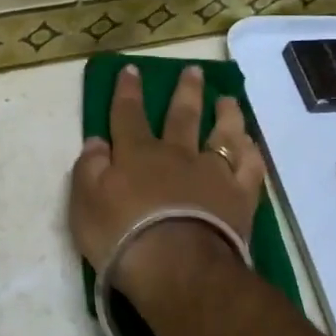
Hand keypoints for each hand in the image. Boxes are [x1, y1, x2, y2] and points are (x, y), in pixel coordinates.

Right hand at [69, 64, 266, 302]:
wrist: (177, 266)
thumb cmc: (122, 235)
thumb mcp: (85, 203)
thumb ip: (89, 168)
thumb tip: (96, 141)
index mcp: (137, 154)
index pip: (128, 114)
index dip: (127, 91)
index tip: (131, 69)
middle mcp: (177, 155)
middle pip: (182, 116)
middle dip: (185, 91)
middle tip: (193, 70)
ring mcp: (213, 174)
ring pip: (222, 135)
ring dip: (225, 115)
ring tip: (228, 100)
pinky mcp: (240, 197)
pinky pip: (249, 167)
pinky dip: (250, 152)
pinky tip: (250, 144)